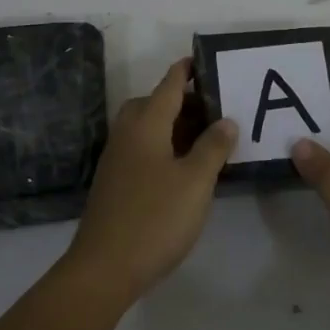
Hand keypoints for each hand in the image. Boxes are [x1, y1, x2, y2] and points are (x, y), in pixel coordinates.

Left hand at [66, 58, 236, 303]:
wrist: (103, 269)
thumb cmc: (155, 218)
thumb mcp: (196, 181)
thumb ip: (213, 147)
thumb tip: (226, 121)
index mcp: (146, 125)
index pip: (168, 86)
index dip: (186, 72)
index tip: (203, 60)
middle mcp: (127, 134)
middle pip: (153, 104)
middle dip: (181, 101)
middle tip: (212, 110)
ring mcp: (116, 160)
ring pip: (146, 128)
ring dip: (172, 126)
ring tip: (203, 139)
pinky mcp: (114, 183)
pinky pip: (141, 149)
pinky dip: (162, 146)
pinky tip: (182, 168)